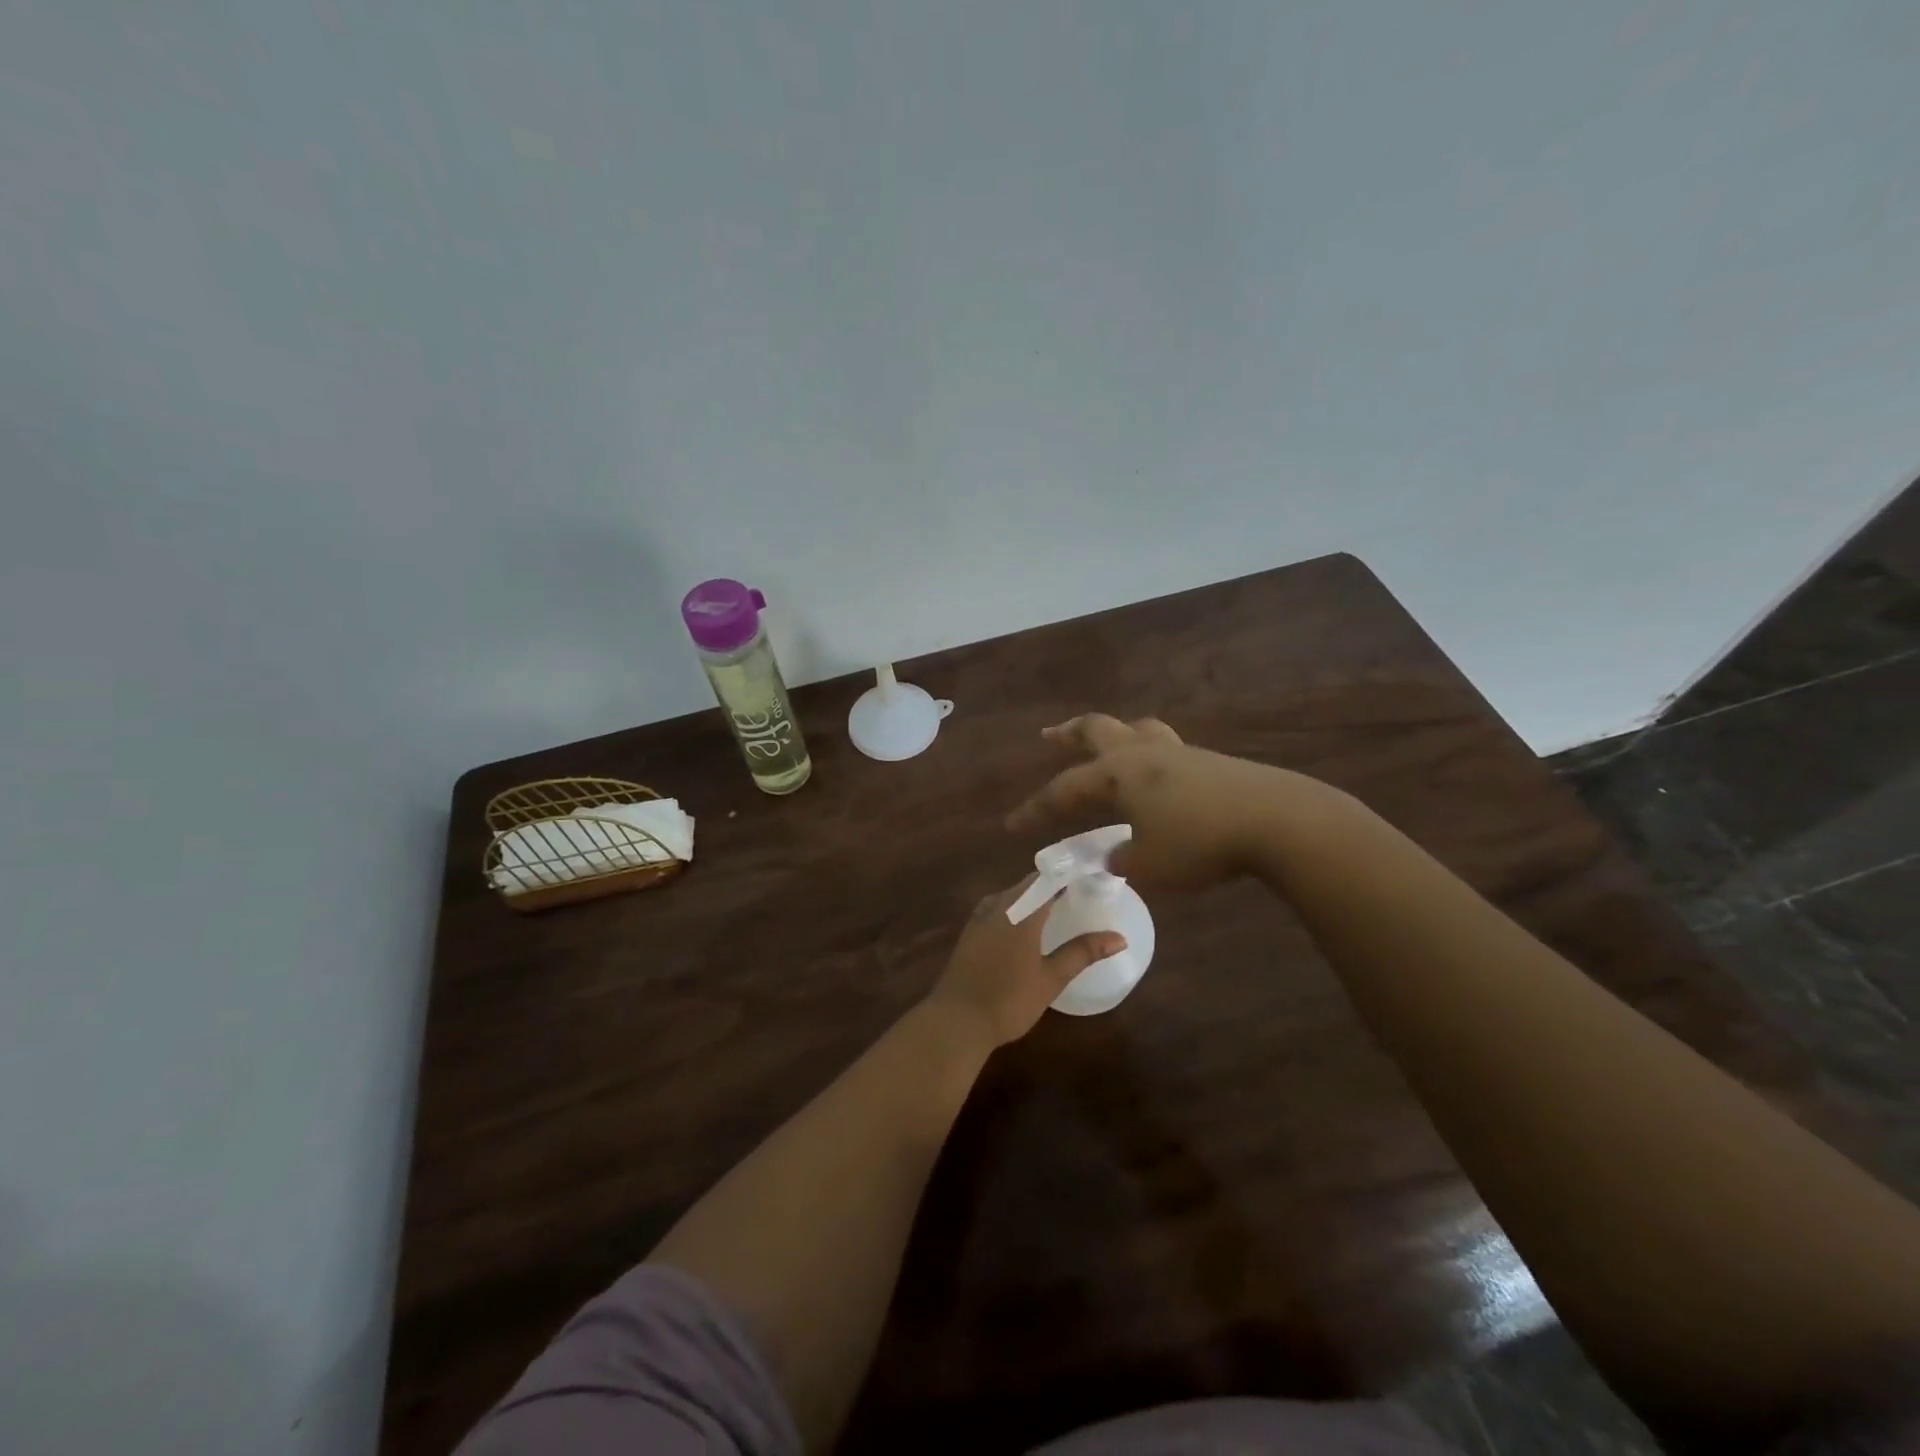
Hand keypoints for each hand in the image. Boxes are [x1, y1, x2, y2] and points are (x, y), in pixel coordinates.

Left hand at [923, 879, 1126, 1048]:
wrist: (956, 1021)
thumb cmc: (1008, 999)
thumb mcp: (1051, 978)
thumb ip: (1083, 952)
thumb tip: (1119, 938)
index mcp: (1020, 909)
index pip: (1049, 878)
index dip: (1071, 874)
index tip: (1094, 876)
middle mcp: (998, 904)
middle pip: (1030, 884)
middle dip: (1055, 885)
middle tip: (1082, 893)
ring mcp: (979, 917)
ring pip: (1012, 895)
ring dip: (1034, 897)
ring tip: (1059, 907)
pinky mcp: (970, 932)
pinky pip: (998, 908)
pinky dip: (1017, 909)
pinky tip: (1027, 926)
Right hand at [1006, 714, 1298, 889]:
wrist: (1276, 820)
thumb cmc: (1201, 841)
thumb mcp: (1151, 863)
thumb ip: (1124, 859)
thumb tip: (1116, 854)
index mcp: (1118, 773)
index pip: (1064, 789)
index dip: (1036, 808)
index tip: (1011, 824)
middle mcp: (1142, 753)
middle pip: (1096, 730)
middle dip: (1068, 734)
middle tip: (1049, 736)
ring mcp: (1178, 752)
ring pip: (1135, 728)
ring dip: (1111, 732)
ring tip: (1105, 741)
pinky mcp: (1209, 761)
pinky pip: (1165, 746)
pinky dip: (1147, 752)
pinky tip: (1156, 773)